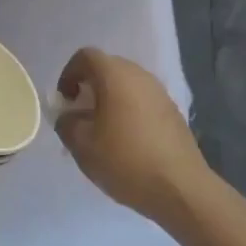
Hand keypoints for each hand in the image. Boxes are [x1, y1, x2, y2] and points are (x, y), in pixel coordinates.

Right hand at [54, 48, 211, 229]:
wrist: (180, 188)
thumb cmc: (125, 161)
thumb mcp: (82, 146)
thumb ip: (66, 123)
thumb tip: (69, 116)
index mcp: (115, 76)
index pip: (86, 56)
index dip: (69, 74)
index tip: (65, 101)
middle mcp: (140, 76)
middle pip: (108, 68)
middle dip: (89, 87)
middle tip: (80, 115)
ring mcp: (160, 93)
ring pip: (127, 85)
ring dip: (110, 100)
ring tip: (102, 131)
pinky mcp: (173, 112)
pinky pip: (142, 101)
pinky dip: (128, 111)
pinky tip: (126, 142)